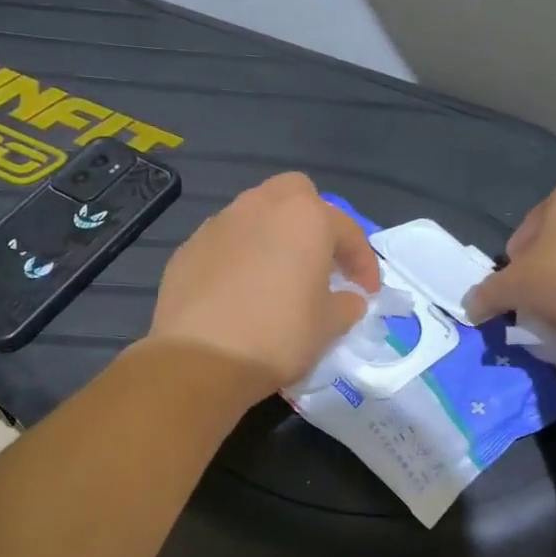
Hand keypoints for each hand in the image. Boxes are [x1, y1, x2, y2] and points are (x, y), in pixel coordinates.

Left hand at [149, 173, 381, 398]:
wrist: (200, 359)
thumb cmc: (278, 337)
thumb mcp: (328, 327)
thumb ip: (347, 305)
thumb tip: (348, 298)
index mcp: (304, 217)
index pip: (347, 229)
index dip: (363, 262)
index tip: (367, 292)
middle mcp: (260, 206)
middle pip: (296, 196)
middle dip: (314, 223)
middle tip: (320, 263)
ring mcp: (218, 224)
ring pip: (256, 216)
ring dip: (273, 238)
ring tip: (278, 278)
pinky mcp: (188, 248)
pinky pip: (226, 244)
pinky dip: (240, 258)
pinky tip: (240, 293)